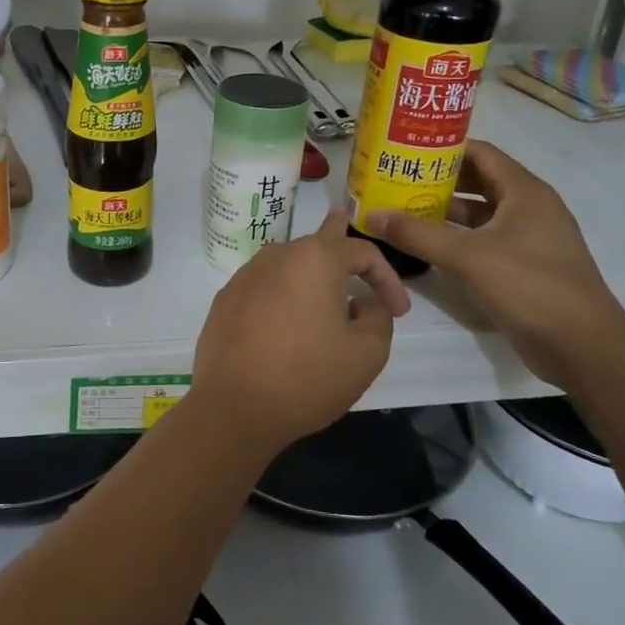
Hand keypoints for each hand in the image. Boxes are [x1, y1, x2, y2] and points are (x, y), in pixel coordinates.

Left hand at [191, 206, 409, 450]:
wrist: (234, 407)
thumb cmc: (307, 376)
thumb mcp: (367, 353)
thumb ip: (378, 317)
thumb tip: (364, 303)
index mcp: (314, 259)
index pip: (362, 251)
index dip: (388, 278)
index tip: (400, 312)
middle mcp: (276, 256)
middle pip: (316, 243)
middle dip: (337, 236)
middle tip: (343, 217)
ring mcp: (244, 277)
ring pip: (287, 265)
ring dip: (310, 274)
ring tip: (323, 282)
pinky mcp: (225, 301)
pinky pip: (263, 288)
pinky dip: (283, 295)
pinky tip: (287, 319)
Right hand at [368, 142, 624, 388]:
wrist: (583, 346)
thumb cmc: (530, 287)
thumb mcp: (467, 257)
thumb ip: (417, 234)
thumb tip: (371, 215)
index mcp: (525, 192)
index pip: (480, 153)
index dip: (443, 148)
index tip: (405, 149)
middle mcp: (530, 208)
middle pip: (478, 181)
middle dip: (438, 180)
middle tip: (396, 180)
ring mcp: (529, 238)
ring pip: (480, 214)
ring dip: (444, 211)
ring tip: (402, 210)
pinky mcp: (525, 266)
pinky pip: (484, 240)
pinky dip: (456, 238)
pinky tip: (426, 246)